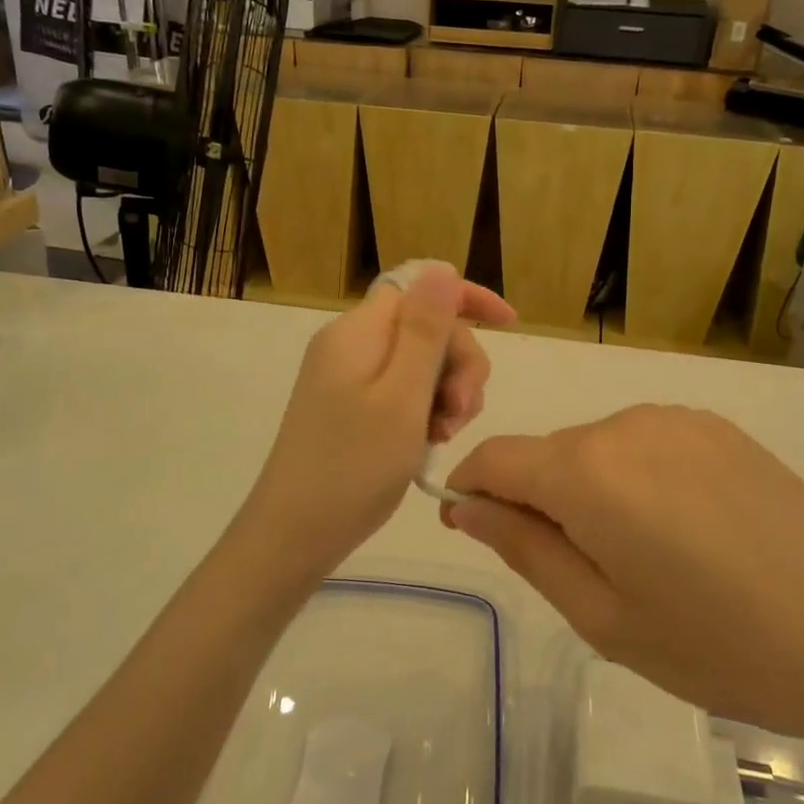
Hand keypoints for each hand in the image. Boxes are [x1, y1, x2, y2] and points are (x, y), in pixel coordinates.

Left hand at [241, 264, 513, 579]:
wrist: (294, 535)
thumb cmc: (353, 466)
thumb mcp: (402, 395)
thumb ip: (425, 329)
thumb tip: (441, 267)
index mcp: (358, 331)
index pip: (419, 288)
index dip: (466, 299)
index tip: (509, 325)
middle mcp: (351, 344)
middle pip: (425, 328)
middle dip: (458, 362)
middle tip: (462, 412)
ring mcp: (348, 377)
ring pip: (419, 362)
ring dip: (446, 391)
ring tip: (447, 434)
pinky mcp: (349, 406)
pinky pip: (401, 390)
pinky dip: (425, 410)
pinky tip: (431, 441)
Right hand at [445, 406, 803, 761]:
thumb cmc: (721, 643)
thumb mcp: (604, 617)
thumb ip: (525, 549)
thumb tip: (468, 507)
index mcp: (587, 469)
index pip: (495, 458)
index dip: (473, 491)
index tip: (478, 532)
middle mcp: (624, 422)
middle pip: (548, 454)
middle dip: (538, 501)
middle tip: (582, 577)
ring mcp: (677, 419)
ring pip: (597, 449)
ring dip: (591, 492)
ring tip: (644, 561)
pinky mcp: (718, 428)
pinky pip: (645, 445)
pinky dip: (636, 480)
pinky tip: (686, 533)